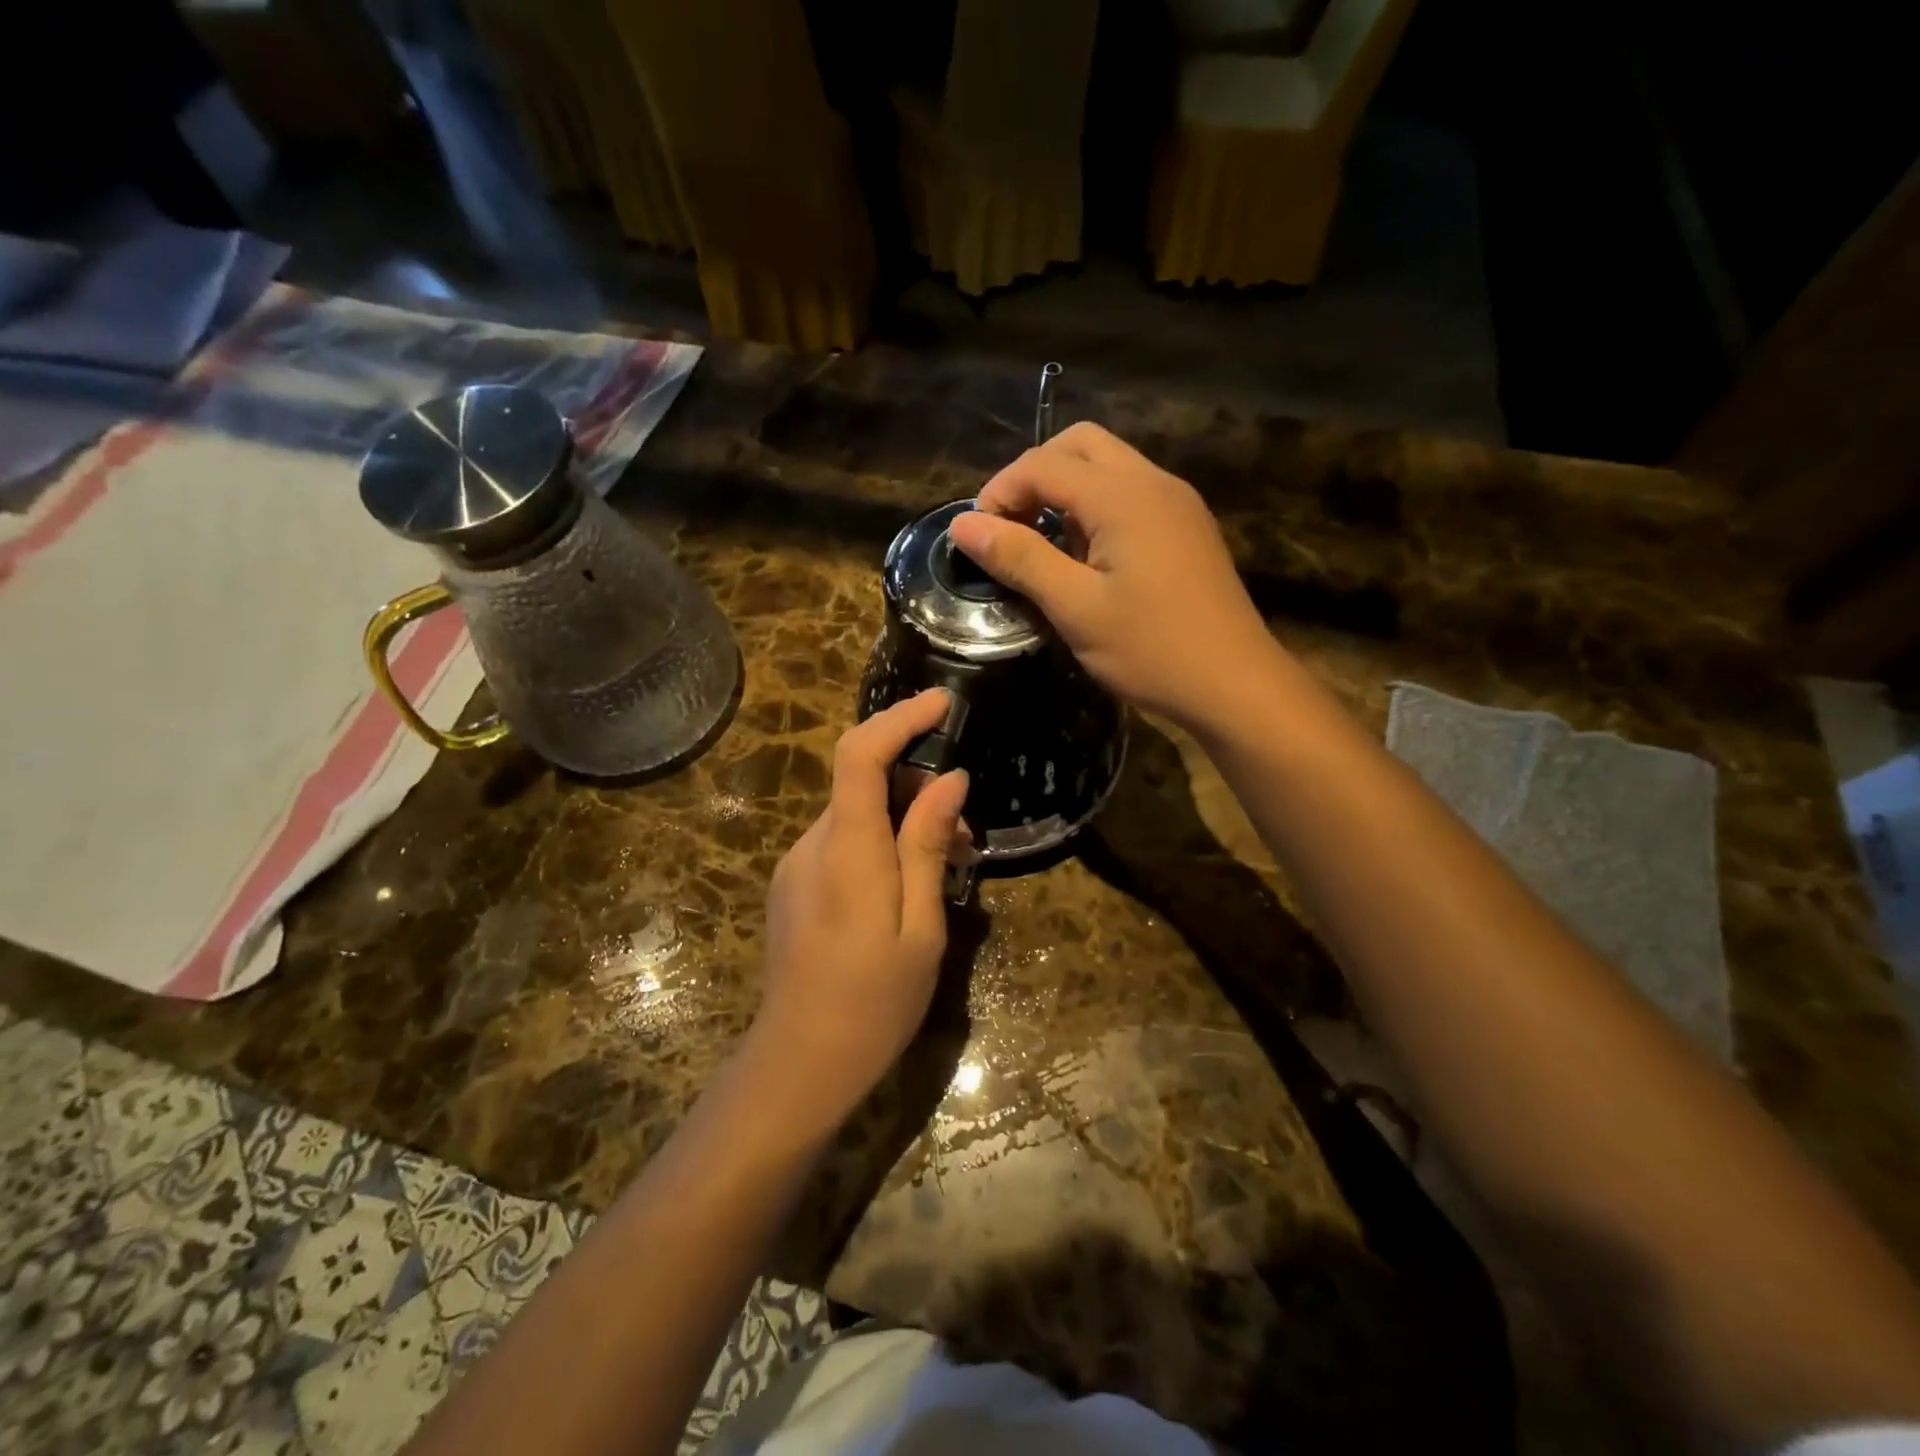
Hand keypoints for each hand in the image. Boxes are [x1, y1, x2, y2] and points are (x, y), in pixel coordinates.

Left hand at [748, 690, 969, 1133]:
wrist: (799, 1064)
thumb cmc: (874, 1003)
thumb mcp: (922, 926)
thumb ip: (928, 846)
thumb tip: (949, 779)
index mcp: (847, 850)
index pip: (860, 754)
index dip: (899, 718)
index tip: (943, 702)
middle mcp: (812, 844)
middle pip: (863, 781)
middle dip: (920, 787)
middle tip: (968, 834)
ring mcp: (796, 864)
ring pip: (856, 814)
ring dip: (904, 820)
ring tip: (950, 866)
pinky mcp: (794, 884)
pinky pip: (843, 842)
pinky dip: (881, 842)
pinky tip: (909, 885)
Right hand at [947, 422, 1283, 731]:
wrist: (1235, 685)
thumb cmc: (1151, 650)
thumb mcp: (1075, 608)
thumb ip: (1019, 559)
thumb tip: (962, 525)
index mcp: (1124, 496)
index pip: (1044, 464)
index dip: (1000, 491)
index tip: (976, 537)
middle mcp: (1154, 482)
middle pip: (1080, 445)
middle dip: (1034, 476)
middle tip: (1010, 528)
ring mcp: (1177, 503)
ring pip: (1108, 466)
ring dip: (1065, 491)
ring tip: (1043, 545)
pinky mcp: (1187, 527)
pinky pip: (1131, 493)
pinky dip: (1095, 507)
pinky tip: (1087, 557)